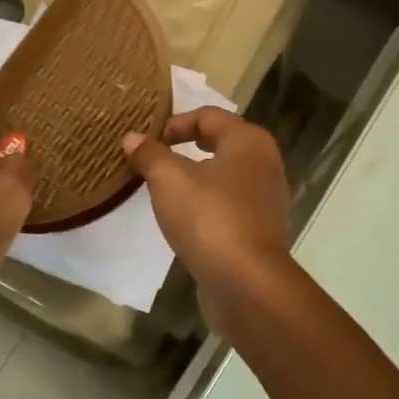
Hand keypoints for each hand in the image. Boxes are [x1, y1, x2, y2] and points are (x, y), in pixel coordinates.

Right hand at [122, 109, 290, 333]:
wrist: (247, 282)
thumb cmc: (209, 218)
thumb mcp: (169, 180)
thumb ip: (150, 155)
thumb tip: (132, 138)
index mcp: (249, 141)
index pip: (208, 116)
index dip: (174, 123)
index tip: (146, 141)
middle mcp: (265, 163)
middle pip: (220, 143)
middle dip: (185, 148)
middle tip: (153, 159)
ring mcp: (266, 199)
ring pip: (225, 176)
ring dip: (196, 178)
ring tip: (164, 190)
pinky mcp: (260, 230)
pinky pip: (228, 205)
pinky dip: (206, 205)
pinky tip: (185, 220)